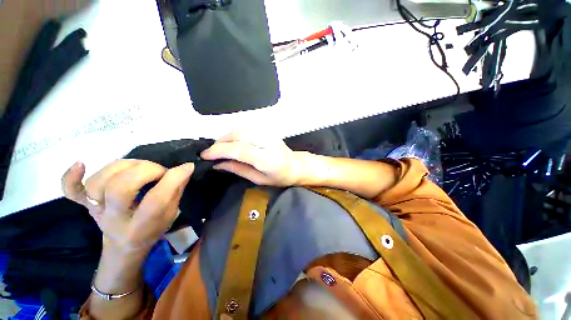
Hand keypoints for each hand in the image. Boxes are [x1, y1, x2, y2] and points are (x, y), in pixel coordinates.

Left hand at [62, 160, 194, 253]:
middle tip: (160, 171)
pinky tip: (81, 163)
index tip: (187, 167)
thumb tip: (185, 168)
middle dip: (147, 171)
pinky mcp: (84, 204)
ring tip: (140, 168)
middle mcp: (114, 220)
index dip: (173, 179)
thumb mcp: (171, 214)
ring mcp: (95, 211)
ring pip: (100, 181)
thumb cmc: (151, 230)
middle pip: (121, 188)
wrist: (123, 245)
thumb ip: (176, 191)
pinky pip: (71, 191)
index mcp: (141, 227)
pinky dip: (71, 177)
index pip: (156, 200)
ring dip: (124, 167)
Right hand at [201, 131, 302, 186]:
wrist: (295, 165)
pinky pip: (245, 128)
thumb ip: (238, 169)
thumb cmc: (279, 177)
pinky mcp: (267, 130)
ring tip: (219, 148)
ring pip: (240, 129)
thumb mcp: (258, 179)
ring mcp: (267, 133)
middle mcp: (266, 142)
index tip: (204, 155)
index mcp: (266, 158)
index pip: (238, 149)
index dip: (218, 151)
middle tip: (210, 153)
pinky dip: (234, 133)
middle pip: (237, 136)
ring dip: (226, 137)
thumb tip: (217, 164)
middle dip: (219, 143)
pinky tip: (231, 141)